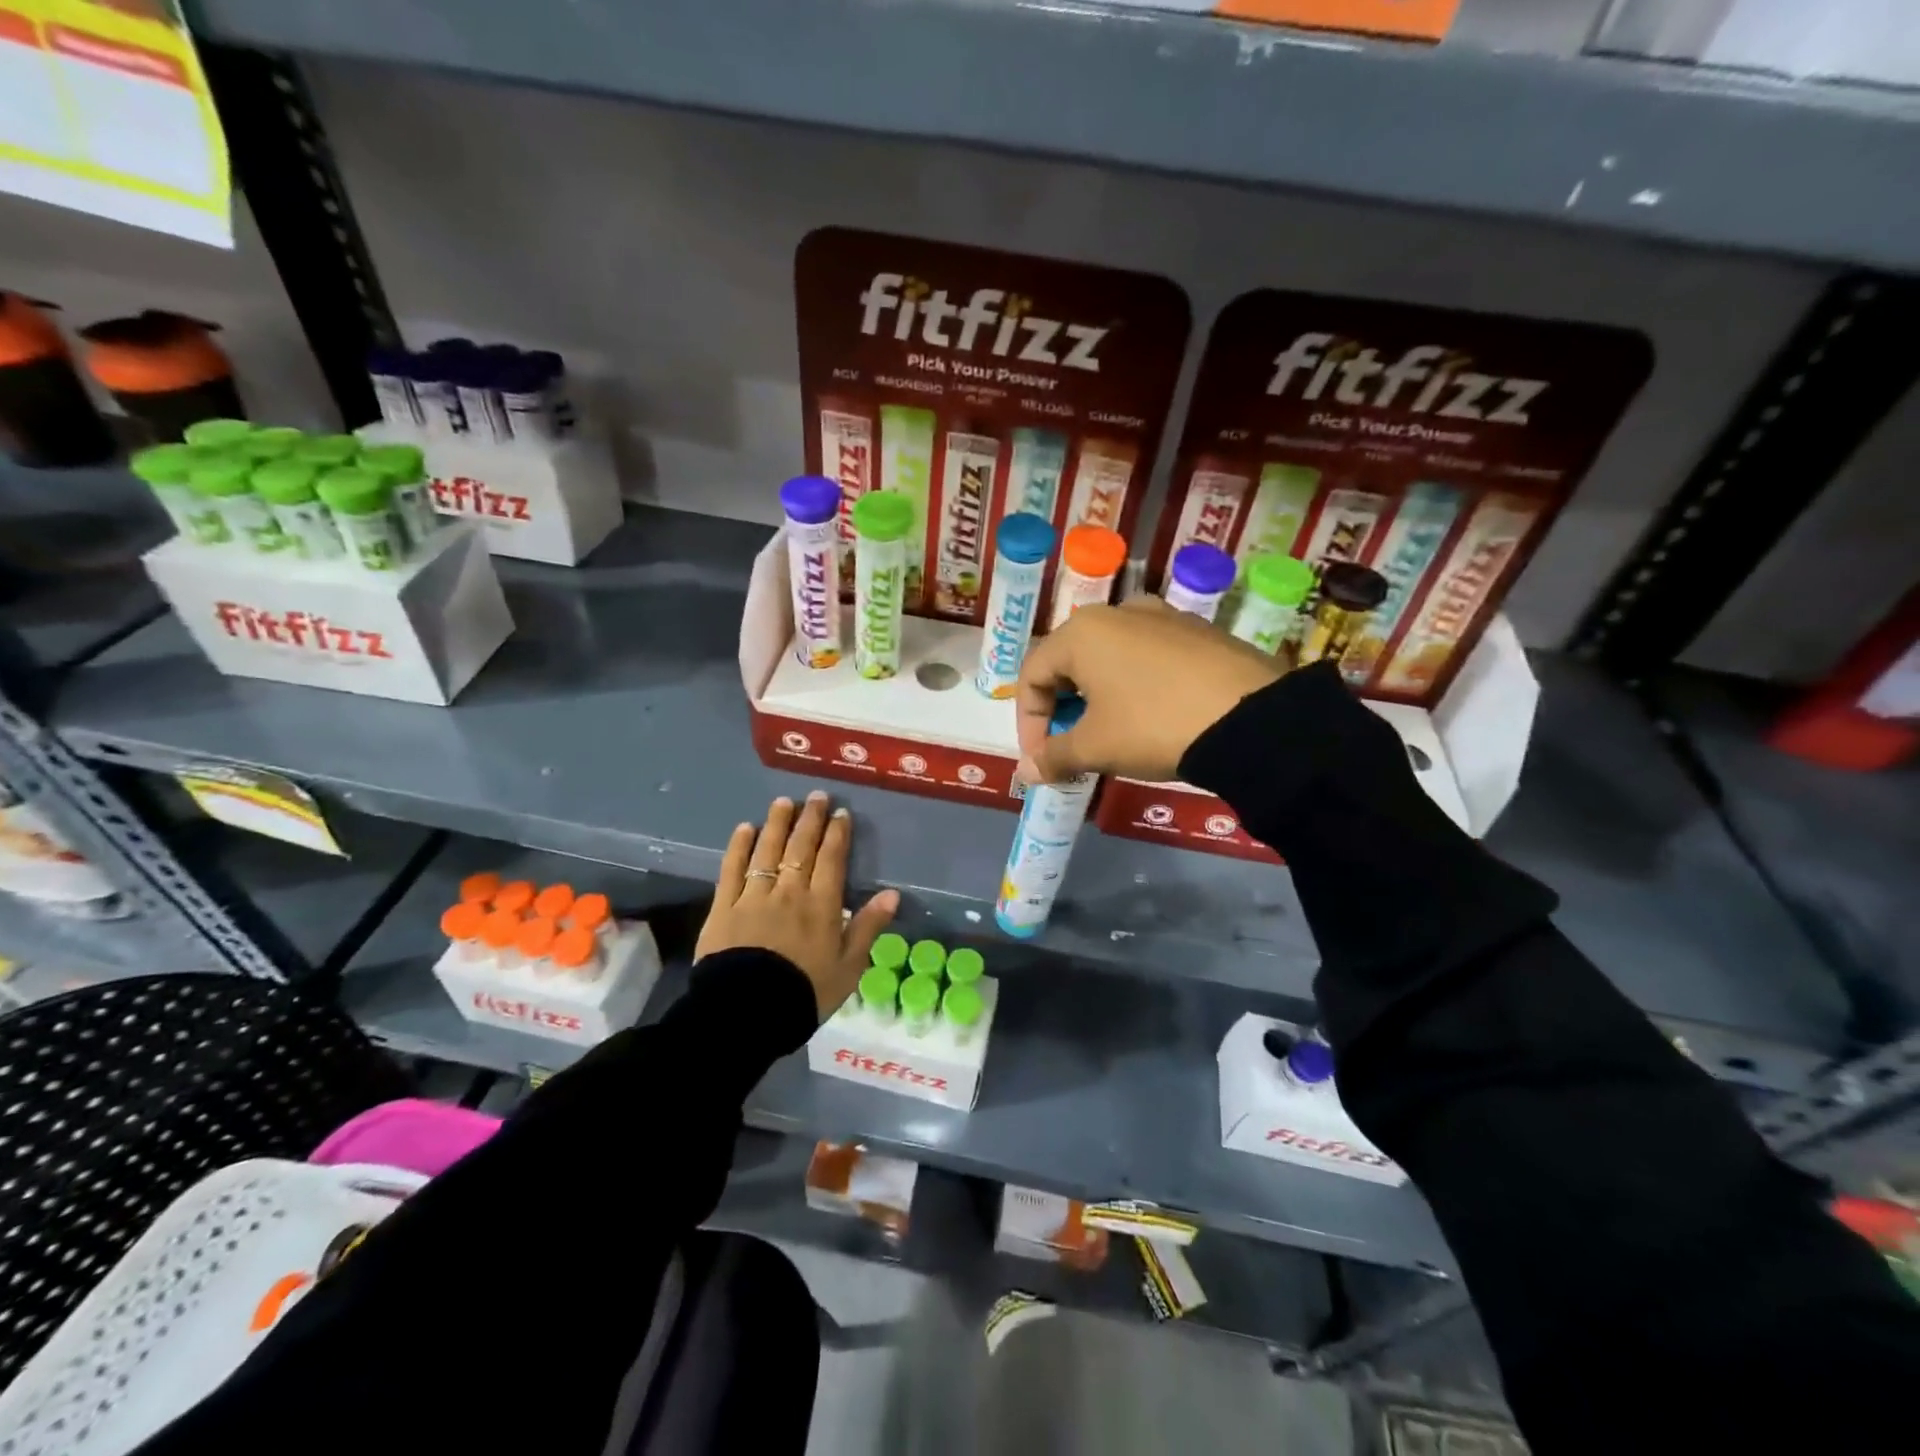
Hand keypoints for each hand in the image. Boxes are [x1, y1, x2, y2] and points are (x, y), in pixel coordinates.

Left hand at [697, 791, 899, 1017]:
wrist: (748, 1012)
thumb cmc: (805, 993)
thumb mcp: (849, 967)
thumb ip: (869, 927)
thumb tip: (892, 894)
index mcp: (822, 905)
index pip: (832, 859)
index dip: (837, 833)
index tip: (840, 813)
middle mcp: (790, 892)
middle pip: (801, 847)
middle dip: (810, 819)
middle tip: (816, 796)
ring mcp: (754, 896)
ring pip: (768, 850)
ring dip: (777, 824)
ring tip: (783, 802)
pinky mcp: (725, 907)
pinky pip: (733, 869)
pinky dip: (739, 846)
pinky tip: (745, 828)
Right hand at [1016, 596, 1284, 782]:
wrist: (1251, 719)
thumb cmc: (1153, 726)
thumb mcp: (1096, 748)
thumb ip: (1054, 757)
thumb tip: (1026, 774)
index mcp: (1081, 632)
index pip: (1032, 674)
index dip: (1028, 722)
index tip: (1042, 760)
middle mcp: (1118, 611)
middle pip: (1069, 662)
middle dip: (1062, 708)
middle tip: (1071, 747)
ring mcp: (1163, 616)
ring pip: (1109, 658)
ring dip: (1097, 697)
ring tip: (1110, 734)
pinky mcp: (1197, 631)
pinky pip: (1147, 657)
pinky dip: (1134, 686)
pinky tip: (1151, 716)